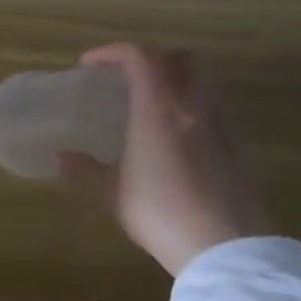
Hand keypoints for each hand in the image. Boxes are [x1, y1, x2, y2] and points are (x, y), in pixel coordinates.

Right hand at [59, 43, 268, 276]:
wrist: (226, 247)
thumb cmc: (161, 214)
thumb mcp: (114, 194)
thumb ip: (86, 169)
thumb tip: (60, 156)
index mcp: (159, 110)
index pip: (140, 57)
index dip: (111, 52)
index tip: (88, 66)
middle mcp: (194, 107)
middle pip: (180, 58)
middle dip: (151, 58)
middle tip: (126, 77)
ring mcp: (222, 124)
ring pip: (204, 80)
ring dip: (177, 79)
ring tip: (153, 103)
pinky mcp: (239, 145)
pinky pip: (215, 107)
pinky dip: (194, 105)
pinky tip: (179, 134)